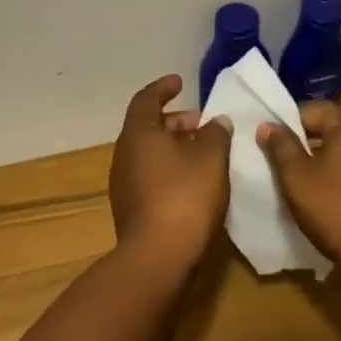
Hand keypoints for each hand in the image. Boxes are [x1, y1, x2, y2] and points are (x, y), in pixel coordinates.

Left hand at [108, 75, 232, 258]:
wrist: (159, 257)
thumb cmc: (185, 196)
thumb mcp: (211, 159)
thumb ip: (216, 135)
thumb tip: (217, 123)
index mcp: (138, 134)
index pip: (146, 100)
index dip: (163, 88)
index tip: (180, 83)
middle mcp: (124, 154)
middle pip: (148, 127)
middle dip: (177, 122)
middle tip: (204, 125)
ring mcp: (124, 184)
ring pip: (149, 154)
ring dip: (175, 148)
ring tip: (205, 153)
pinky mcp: (131, 209)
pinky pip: (150, 176)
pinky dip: (170, 169)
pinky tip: (194, 182)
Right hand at [257, 103, 340, 268]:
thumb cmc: (338, 210)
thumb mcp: (298, 178)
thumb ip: (281, 146)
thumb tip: (268, 124)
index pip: (308, 111)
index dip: (284, 128)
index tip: (268, 151)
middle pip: (328, 130)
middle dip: (303, 147)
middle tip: (280, 170)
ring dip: (323, 165)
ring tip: (303, 189)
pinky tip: (331, 203)